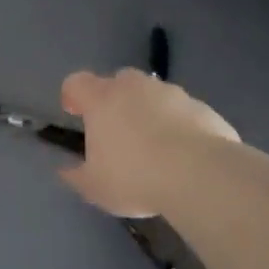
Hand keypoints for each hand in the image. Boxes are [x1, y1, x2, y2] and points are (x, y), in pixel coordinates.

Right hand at [58, 68, 241, 217]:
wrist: (200, 175)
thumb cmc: (135, 177)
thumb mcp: (95, 187)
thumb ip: (76, 176)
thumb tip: (66, 170)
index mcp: (101, 99)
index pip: (76, 83)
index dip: (72, 96)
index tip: (74, 114)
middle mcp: (135, 87)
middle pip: (117, 81)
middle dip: (114, 100)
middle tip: (116, 131)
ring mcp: (172, 94)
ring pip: (153, 94)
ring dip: (149, 111)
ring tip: (155, 147)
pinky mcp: (203, 107)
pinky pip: (182, 112)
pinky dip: (178, 125)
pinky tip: (183, 155)